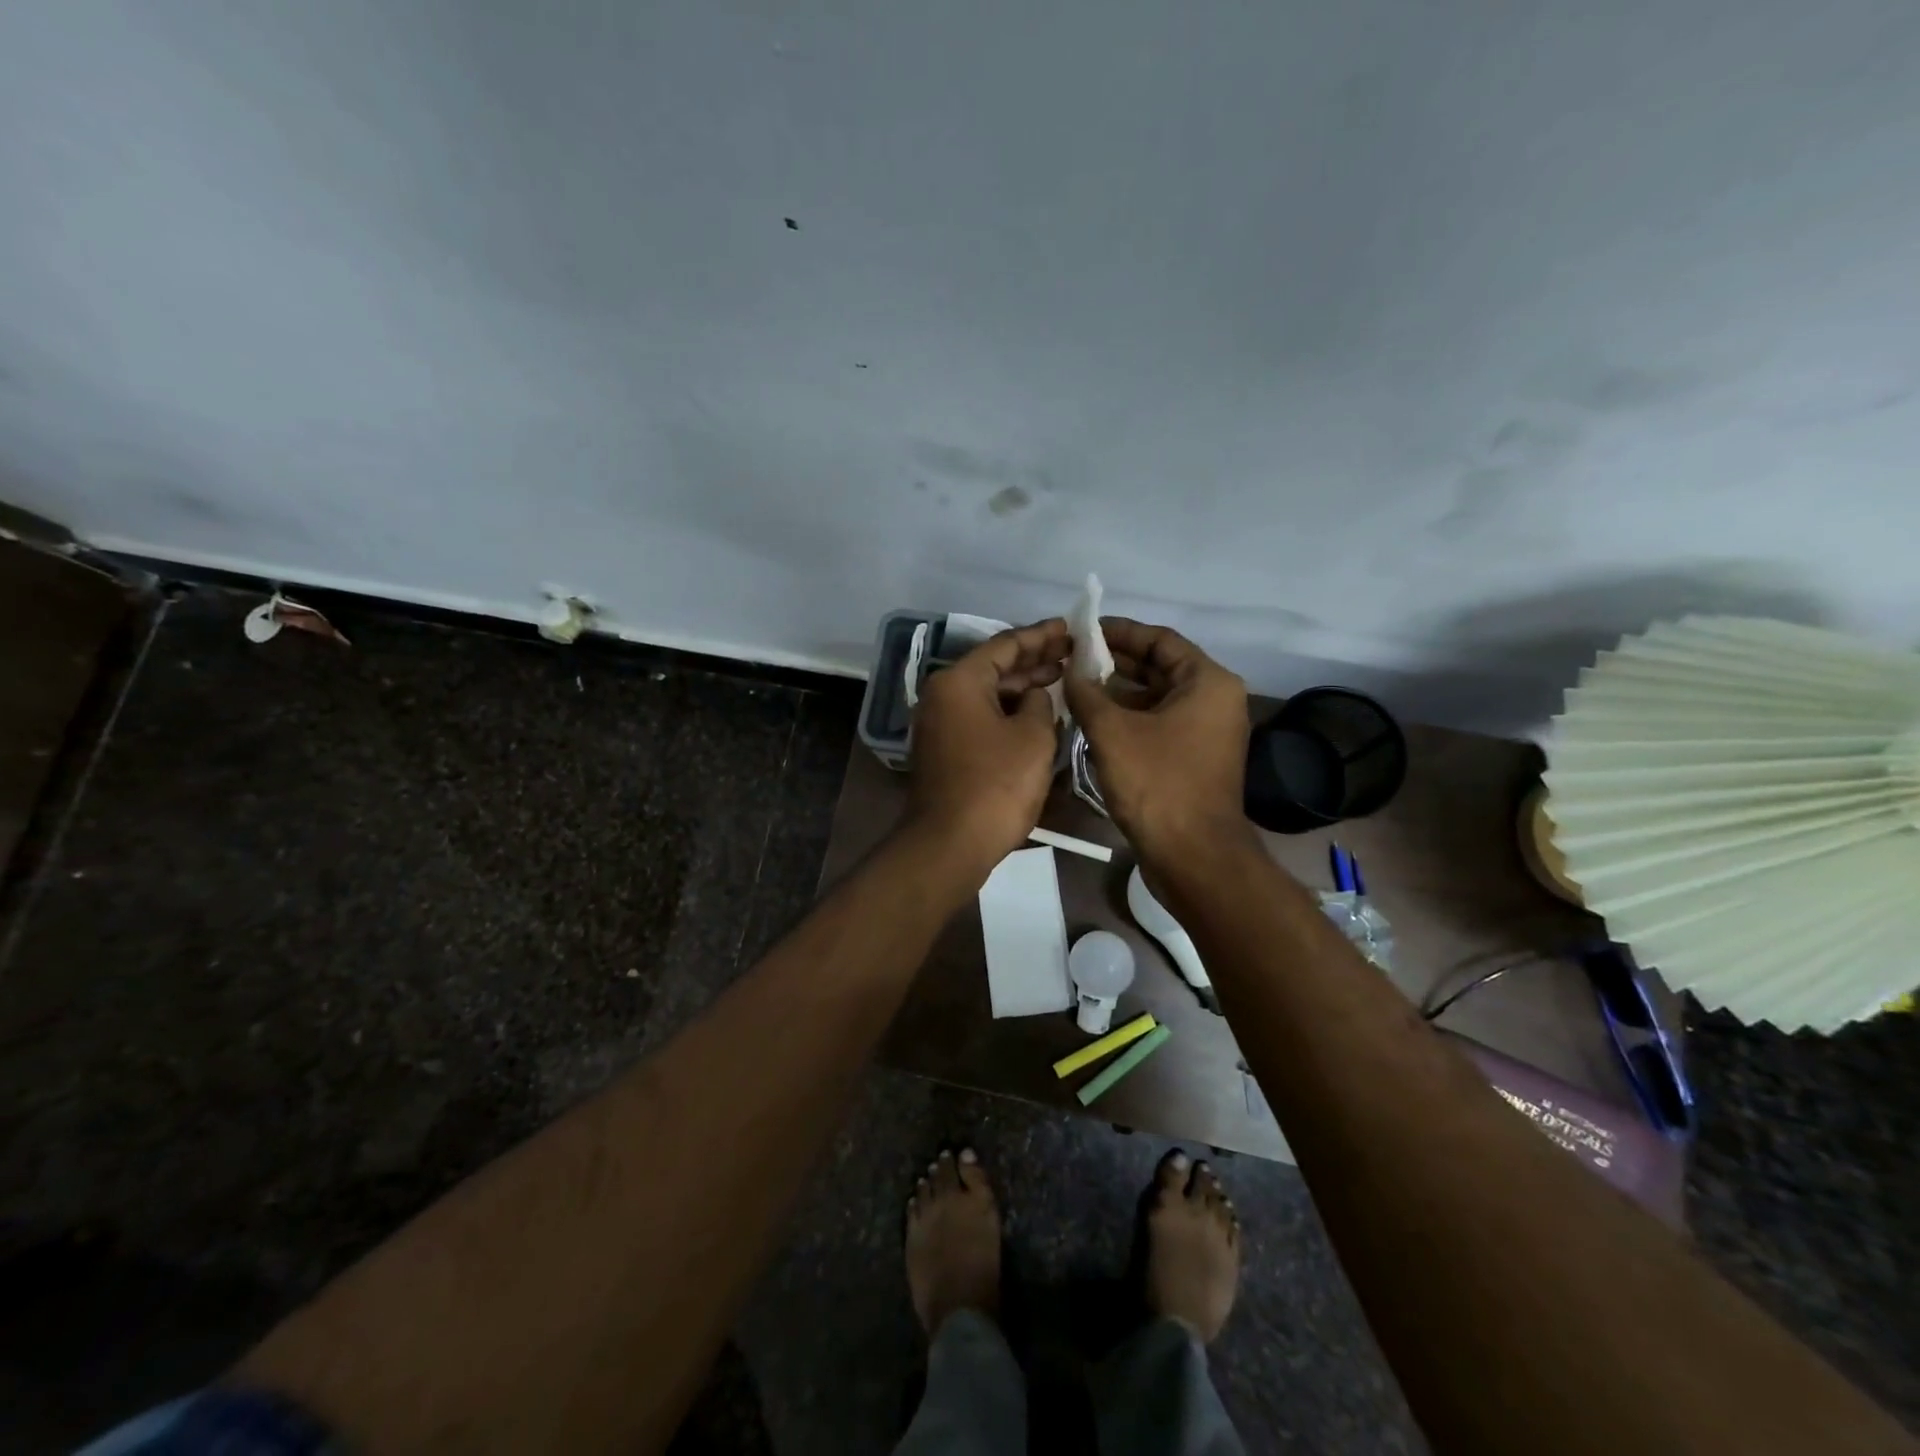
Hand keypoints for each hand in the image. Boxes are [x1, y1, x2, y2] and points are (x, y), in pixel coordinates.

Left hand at [907, 619, 1070, 877]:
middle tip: (1071, 653)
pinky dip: (1007, 712)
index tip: (1070, 628)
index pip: (1005, 645)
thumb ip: (1039, 703)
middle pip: (993, 667)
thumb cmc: (996, 785)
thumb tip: (1033, 698)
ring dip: (1022, 687)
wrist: (951, 843)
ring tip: (1060, 678)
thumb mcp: (1033, 737)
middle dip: (1034, 660)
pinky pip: (980, 717)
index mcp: (959, 681)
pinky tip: (1036, 714)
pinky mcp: (944, 749)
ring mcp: (939, 724)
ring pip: (987, 694)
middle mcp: (942, 695)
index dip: (1042, 636)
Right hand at [1063, 618, 1251, 861]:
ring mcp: (1206, 732)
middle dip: (1115, 663)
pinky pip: (1159, 724)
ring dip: (1118, 693)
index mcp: (1207, 682)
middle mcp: (1214, 700)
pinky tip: (1093, 721)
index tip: (1083, 631)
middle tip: (1073, 659)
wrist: (1192, 855)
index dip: (1119, 632)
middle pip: (1160, 668)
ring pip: (1156, 699)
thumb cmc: (1157, 783)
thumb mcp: (1113, 732)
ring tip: (1075, 688)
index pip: (1160, 639)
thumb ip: (1087, 693)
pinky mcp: (1194, 759)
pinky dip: (1129, 719)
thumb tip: (1071, 672)